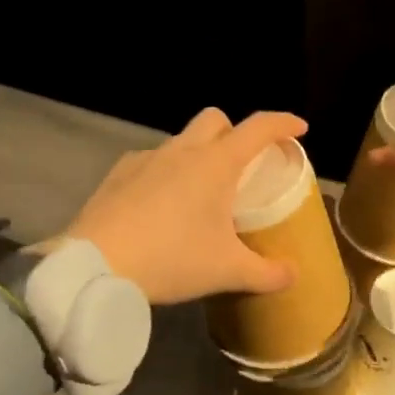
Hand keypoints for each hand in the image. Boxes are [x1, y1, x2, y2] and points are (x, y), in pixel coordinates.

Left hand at [65, 107, 308, 304]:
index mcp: (216, 164)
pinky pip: (150, 163)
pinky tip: (160, 206)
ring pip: (180, 141)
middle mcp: (182, 151)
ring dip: (197, 155)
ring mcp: (146, 159)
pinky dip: (164, 174)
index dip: (283, 124)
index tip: (299, 129)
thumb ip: (266, 273)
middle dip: (234, 132)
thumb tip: (293, 275)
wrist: (96, 266)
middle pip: (215, 119)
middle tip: (243, 165)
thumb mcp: (227, 271)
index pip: (258, 128)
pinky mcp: (117, 175)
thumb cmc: (172, 259)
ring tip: (200, 193)